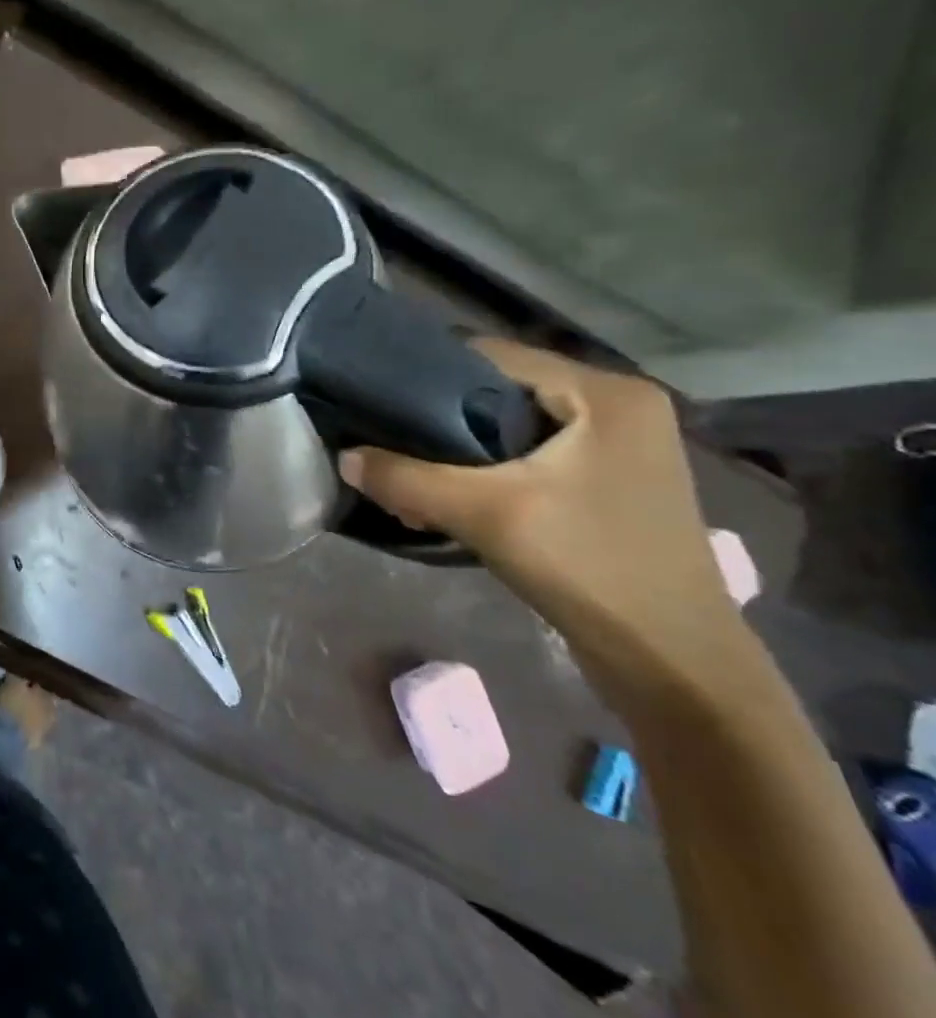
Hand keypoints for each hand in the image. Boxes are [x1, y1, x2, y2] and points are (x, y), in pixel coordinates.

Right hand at [339, 341, 747, 694]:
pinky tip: (452, 500)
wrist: (674, 661)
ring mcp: (620, 447)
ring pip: (513, 427)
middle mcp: (619, 406)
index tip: (378, 402)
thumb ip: (407, 479)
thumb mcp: (485, 515)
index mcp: (606, 394)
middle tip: (390, 448)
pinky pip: (532, 457)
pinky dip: (488, 471)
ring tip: (413, 479)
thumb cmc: (589, 567)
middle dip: (440, 420)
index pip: (493, 355)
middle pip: (501, 390)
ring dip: (459, 451)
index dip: (428, 373)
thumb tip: (344, 458)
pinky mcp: (611, 482)